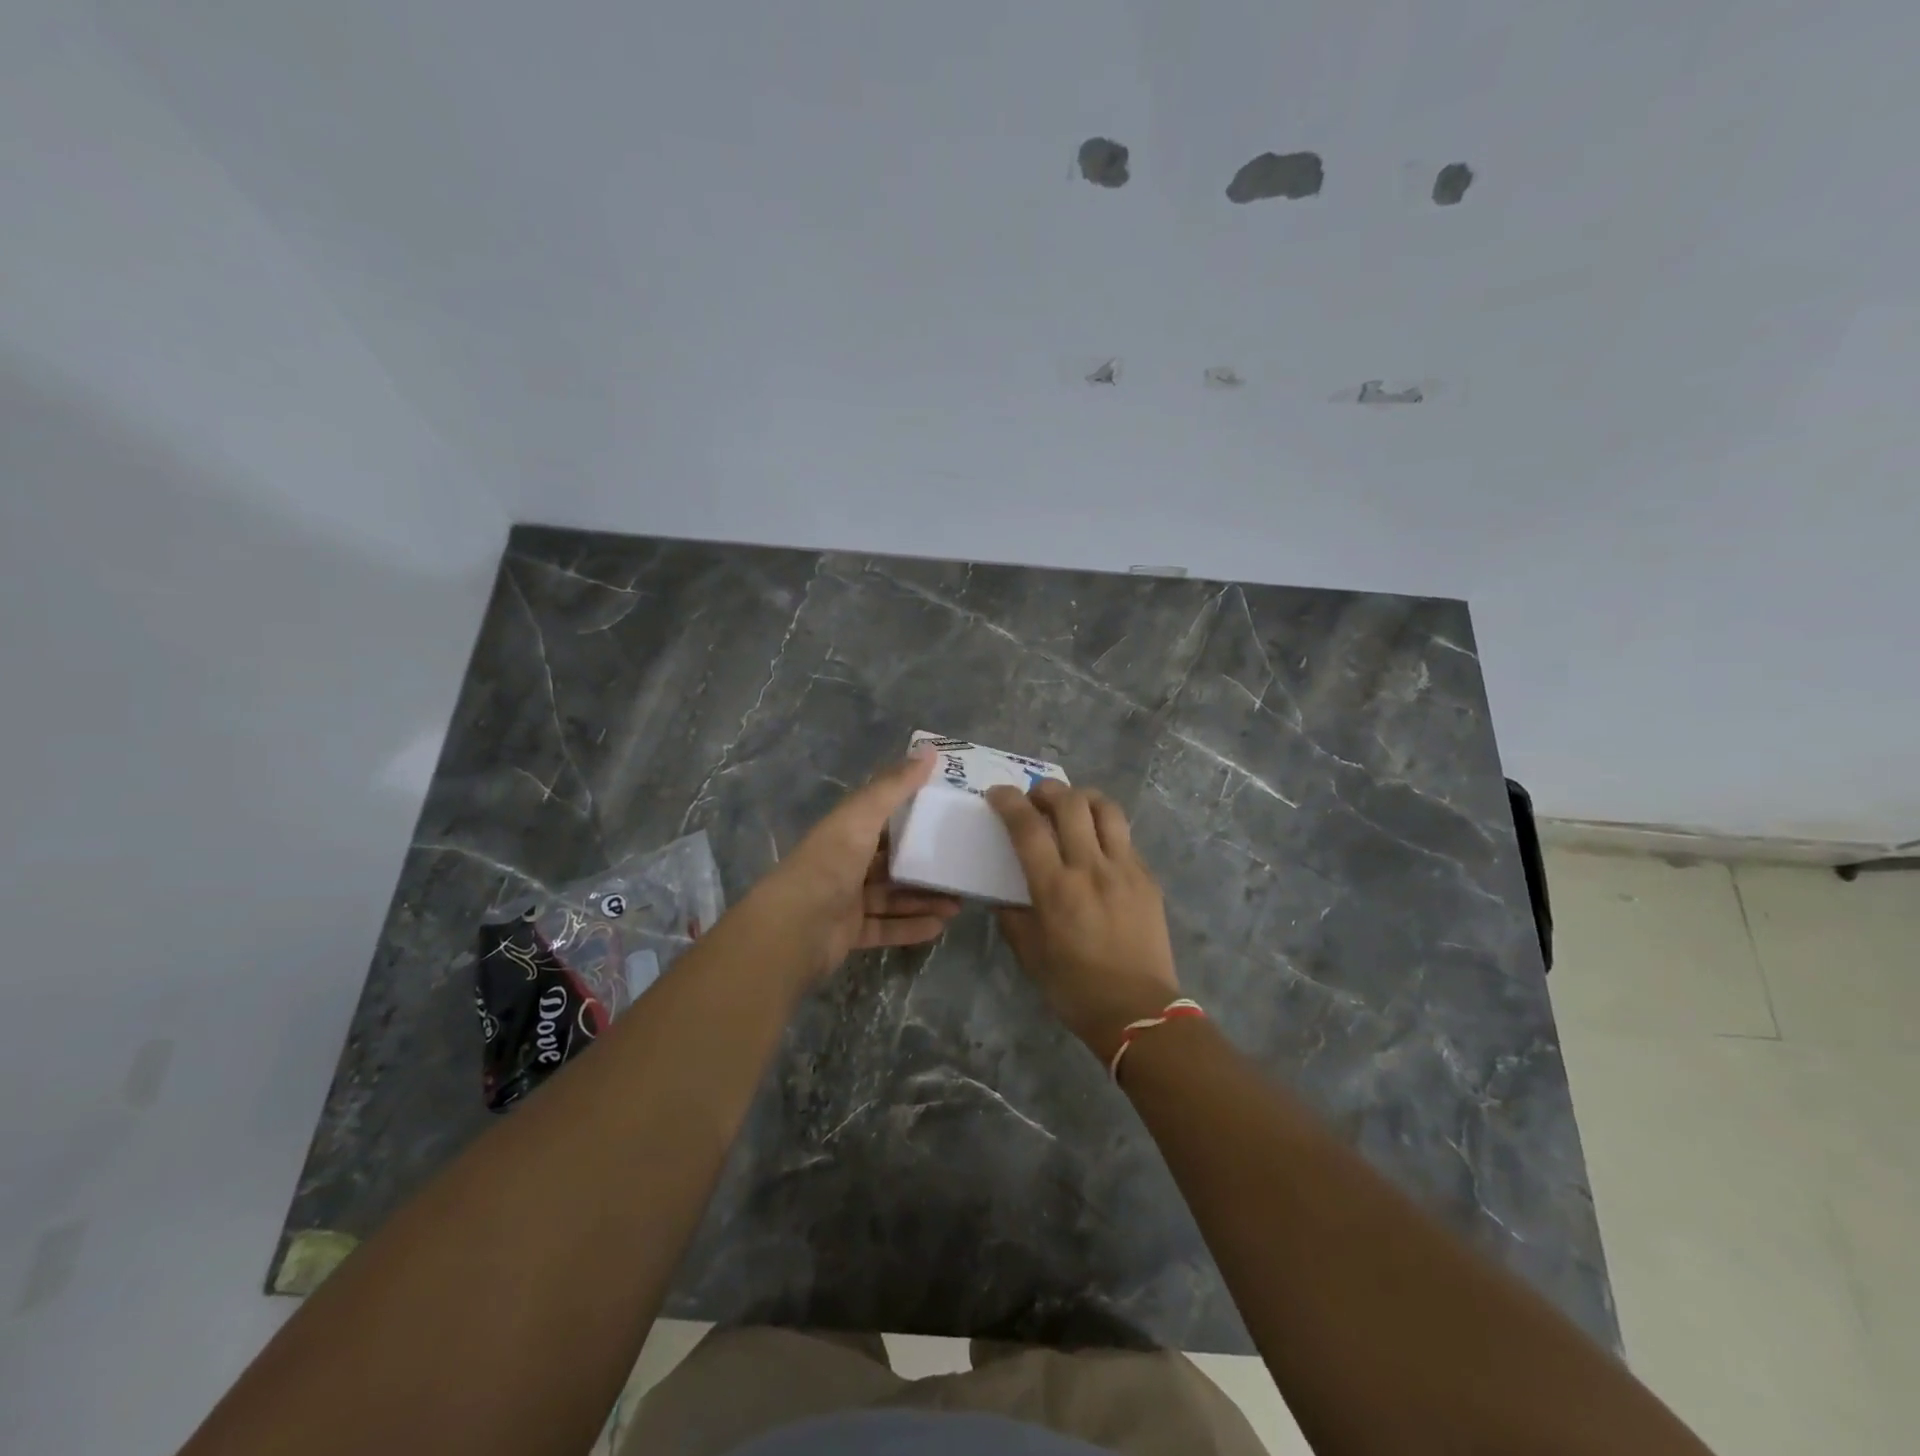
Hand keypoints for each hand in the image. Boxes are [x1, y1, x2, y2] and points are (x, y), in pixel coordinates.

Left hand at [748, 751, 961, 981]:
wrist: (794, 928)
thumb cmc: (830, 863)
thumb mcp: (863, 816)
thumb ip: (896, 786)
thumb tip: (929, 748)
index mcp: (845, 831)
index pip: (882, 818)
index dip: (913, 814)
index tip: (949, 814)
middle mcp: (845, 863)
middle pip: (891, 861)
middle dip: (925, 864)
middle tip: (961, 865)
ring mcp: (847, 900)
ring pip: (892, 897)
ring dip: (924, 899)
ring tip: (959, 902)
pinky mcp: (850, 932)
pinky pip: (886, 928)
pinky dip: (911, 927)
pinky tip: (940, 927)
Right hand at [986, 780, 1180, 1061]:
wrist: (1139, 1012)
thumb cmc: (1075, 988)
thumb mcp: (1029, 955)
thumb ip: (1012, 916)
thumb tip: (1003, 893)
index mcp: (1056, 889)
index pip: (1028, 827)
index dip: (1008, 802)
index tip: (997, 793)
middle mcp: (1092, 868)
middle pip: (1071, 803)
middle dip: (1047, 790)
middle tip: (1035, 798)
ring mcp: (1126, 869)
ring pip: (1106, 808)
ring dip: (1082, 798)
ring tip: (1070, 807)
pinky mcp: (1147, 877)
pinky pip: (1124, 836)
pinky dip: (1104, 828)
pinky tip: (1096, 845)